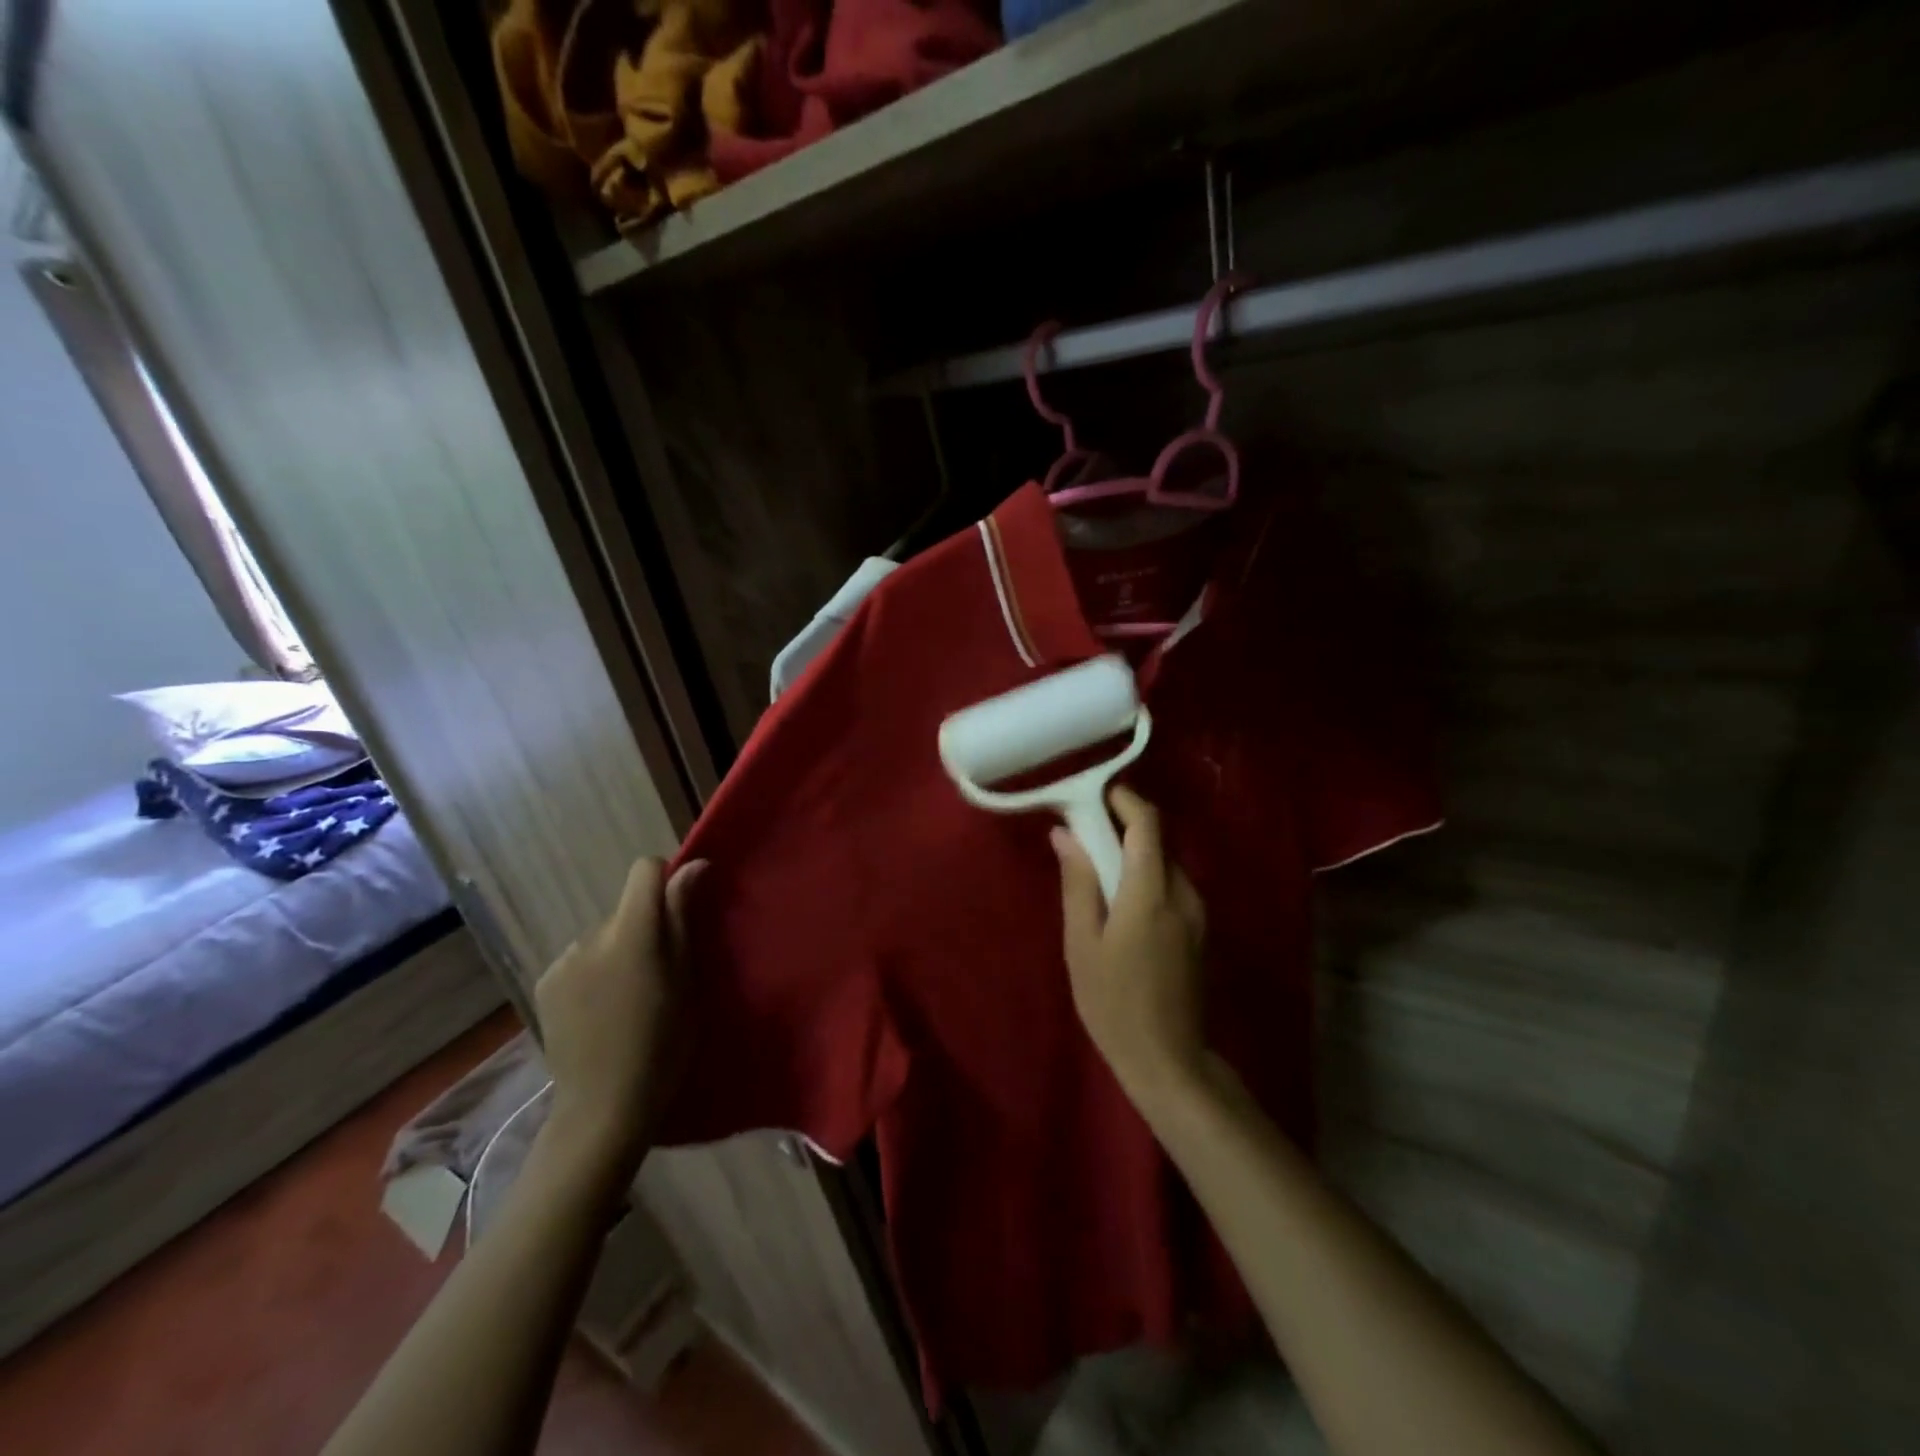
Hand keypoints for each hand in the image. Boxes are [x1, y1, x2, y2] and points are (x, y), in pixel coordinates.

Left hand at [534, 856, 705, 1176]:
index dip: (665, 880)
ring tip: (627, 998)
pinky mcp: (544, 983)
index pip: (644, 870)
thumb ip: (683, 917)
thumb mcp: (687, 979)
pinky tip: (600, 1010)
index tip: (679, 911)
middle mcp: (591, 935)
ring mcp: (562, 959)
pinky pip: (579, 959)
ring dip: (617, 951)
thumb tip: (694, 865)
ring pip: (602, 936)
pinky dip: (593, 972)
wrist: (605, 1107)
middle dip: (643, 927)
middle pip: (625, 908)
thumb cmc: (664, 1043)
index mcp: (632, 932)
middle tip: (659, 972)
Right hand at [1051, 787, 1207, 1108]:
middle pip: (1157, 840)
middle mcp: (1182, 893)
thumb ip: (1078, 883)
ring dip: (1134, 854)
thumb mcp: (1082, 943)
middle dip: (1123, 827)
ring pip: (1166, 863)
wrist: (1168, 1060)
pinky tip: (1121, 902)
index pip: (1147, 823)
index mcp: (1151, 892)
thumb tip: (1065, 834)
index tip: (1094, 796)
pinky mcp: (1199, 931)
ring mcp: (1197, 913)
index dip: (1124, 800)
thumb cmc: (1113, 1002)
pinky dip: (1146, 877)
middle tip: (1084, 835)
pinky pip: (1172, 886)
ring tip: (1097, 871)